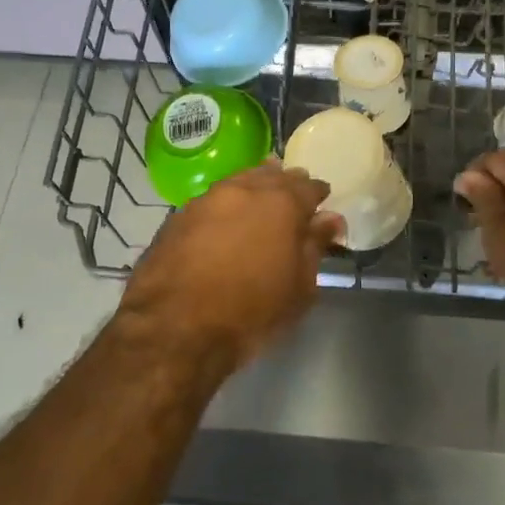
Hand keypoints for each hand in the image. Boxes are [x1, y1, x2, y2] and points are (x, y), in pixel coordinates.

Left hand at [121, 163, 343, 374]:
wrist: (173, 328)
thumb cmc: (250, 312)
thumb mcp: (299, 288)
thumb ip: (315, 246)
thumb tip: (330, 219)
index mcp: (281, 203)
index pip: (308, 187)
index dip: (318, 193)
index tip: (322, 202)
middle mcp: (244, 190)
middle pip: (272, 175)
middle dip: (286, 183)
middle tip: (293, 196)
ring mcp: (207, 198)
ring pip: (239, 181)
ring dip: (254, 186)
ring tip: (261, 200)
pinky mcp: (179, 215)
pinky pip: (212, 199)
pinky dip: (226, 204)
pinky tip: (226, 219)